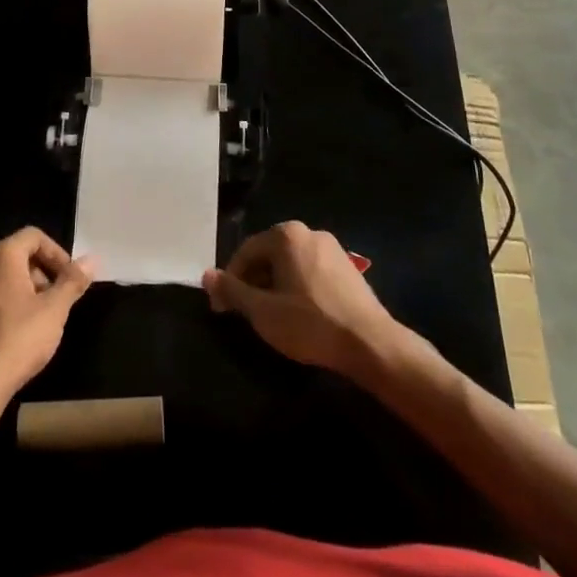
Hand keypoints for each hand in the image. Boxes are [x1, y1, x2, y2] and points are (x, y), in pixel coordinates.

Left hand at [0, 228, 94, 407]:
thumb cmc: (18, 340)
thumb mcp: (54, 310)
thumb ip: (73, 281)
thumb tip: (92, 259)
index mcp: (1, 255)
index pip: (33, 236)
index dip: (57, 253)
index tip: (70, 279)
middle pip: (17, 254)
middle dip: (42, 272)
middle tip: (58, 300)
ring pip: (2, 277)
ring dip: (26, 289)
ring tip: (41, 318)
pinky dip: (7, 303)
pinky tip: (18, 331)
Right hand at [203, 221, 401, 376]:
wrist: (371, 344)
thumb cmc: (310, 323)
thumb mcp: (262, 311)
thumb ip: (232, 290)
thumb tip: (206, 275)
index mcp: (285, 235)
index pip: (245, 252)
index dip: (230, 281)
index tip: (222, 309)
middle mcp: (308, 232)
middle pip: (268, 256)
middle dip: (253, 283)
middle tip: (245, 314)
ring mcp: (331, 248)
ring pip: (289, 265)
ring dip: (274, 287)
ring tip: (272, 318)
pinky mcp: (347, 268)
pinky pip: (310, 272)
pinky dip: (297, 289)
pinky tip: (300, 315)